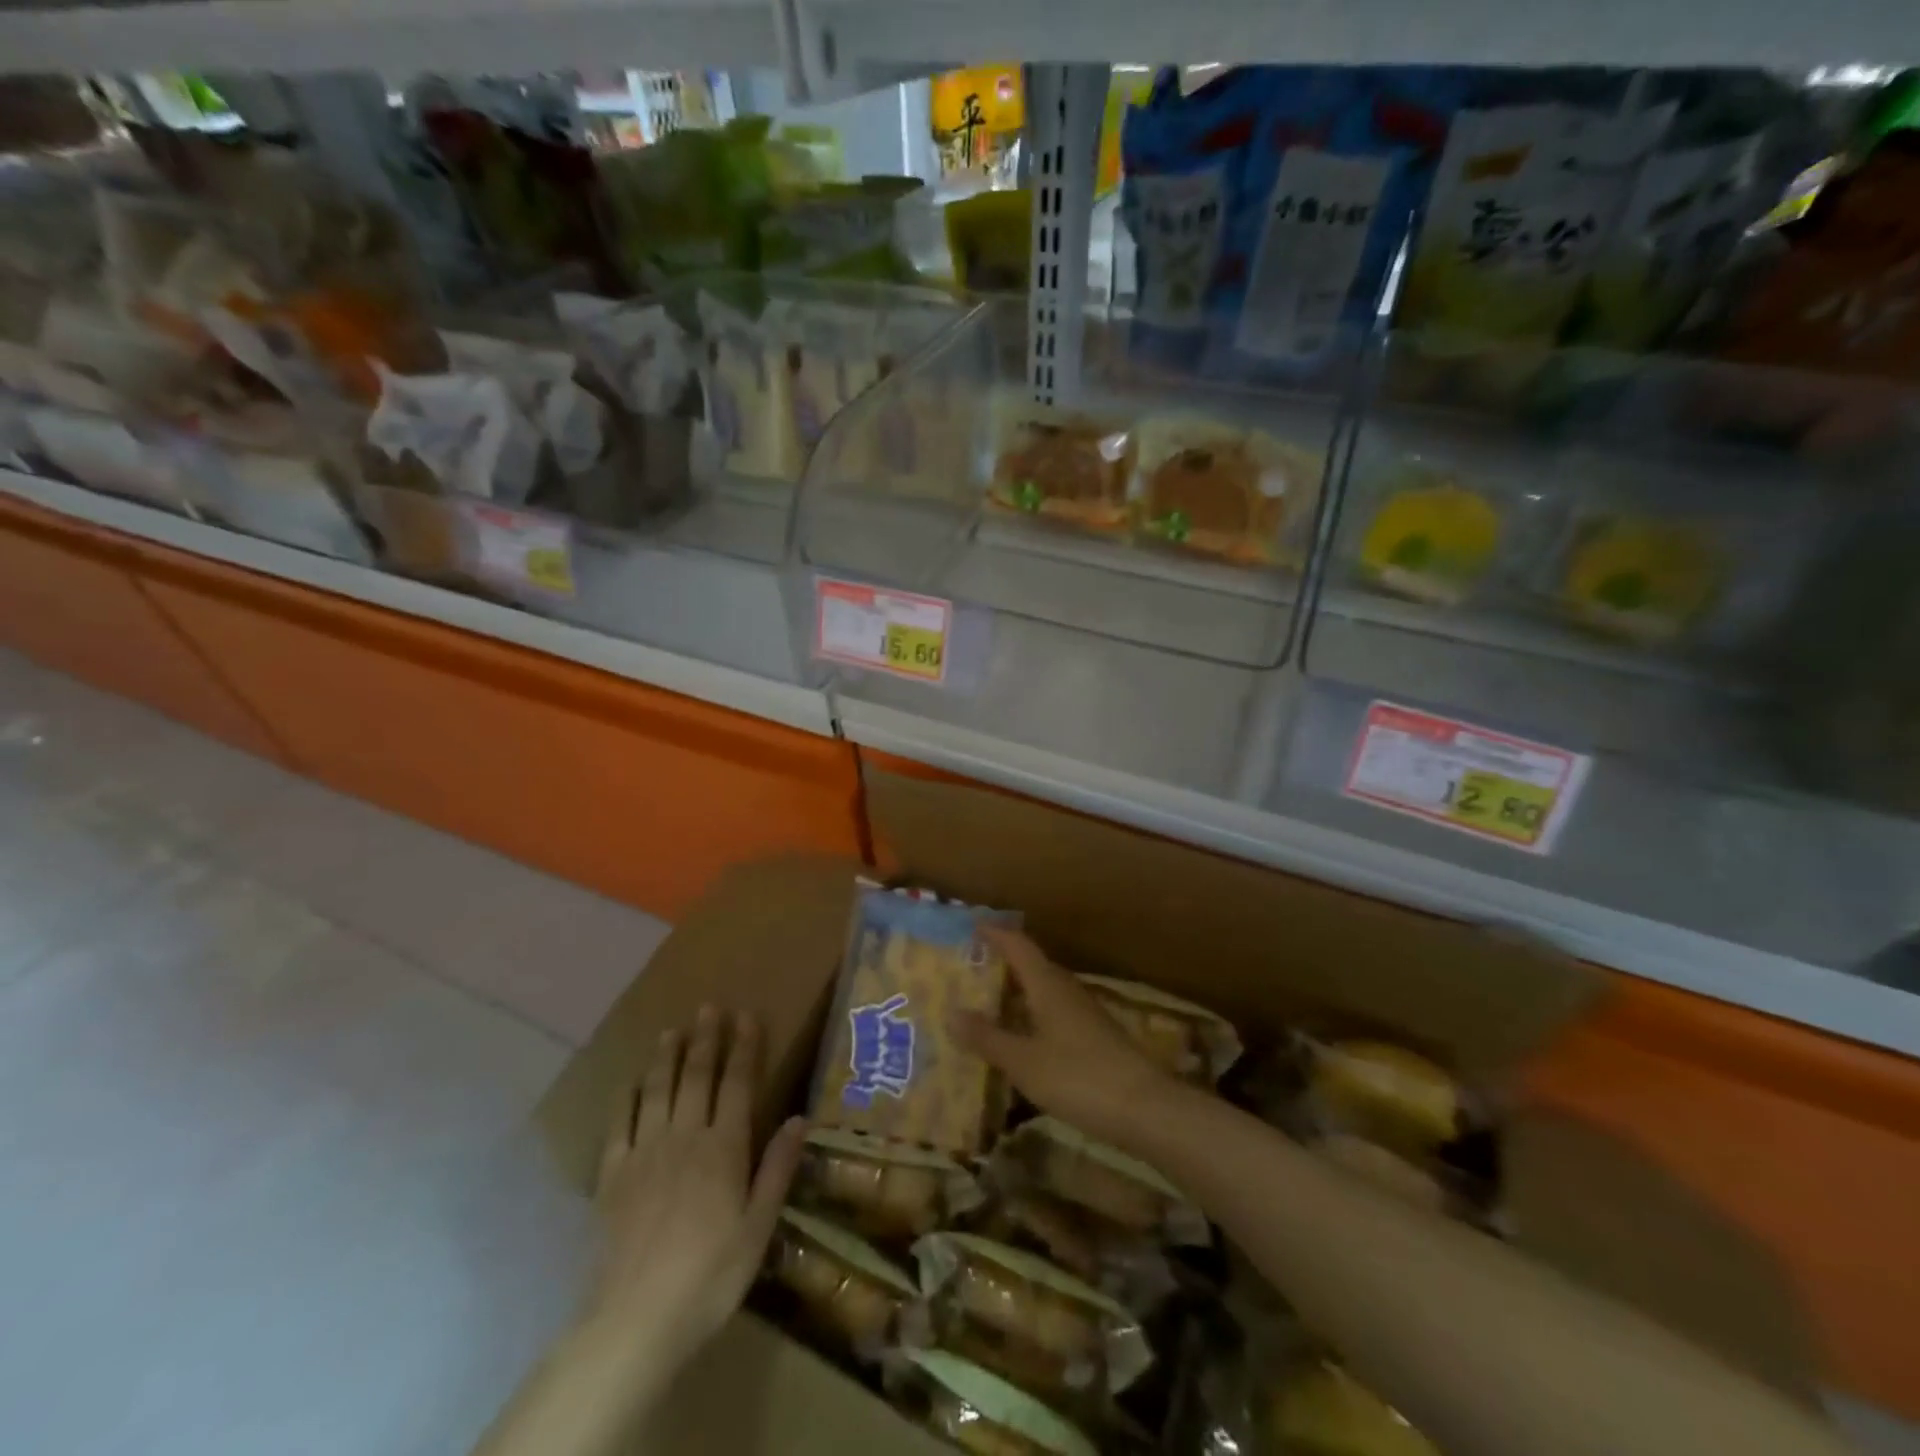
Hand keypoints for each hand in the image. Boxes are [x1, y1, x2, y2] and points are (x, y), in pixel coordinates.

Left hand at [589, 1004, 806, 1362]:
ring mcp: (645, 1153)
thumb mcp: (759, 1228)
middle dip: (706, 1039)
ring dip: (666, 1057)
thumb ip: (777, 1170)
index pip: (738, 1084)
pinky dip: (626, 1098)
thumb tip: (800, 1119)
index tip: (747, 1015)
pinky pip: (619, 1125)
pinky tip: (631, 1083)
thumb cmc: (710, 1275)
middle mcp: (685, 1137)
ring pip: (657, 1091)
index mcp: (724, 1148)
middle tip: (709, 1007)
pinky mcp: (613, 1176)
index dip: (744, 1047)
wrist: (636, 1320)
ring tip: (671, 1030)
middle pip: (696, 1077)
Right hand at [950, 927, 1178, 1151]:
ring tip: (986, 1005)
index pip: (1019, 946)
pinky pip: (1053, 1017)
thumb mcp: (1024, 1061)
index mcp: (1048, 985)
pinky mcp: (1094, 1039)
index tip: (973, 925)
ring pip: (1043, 994)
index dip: (997, 934)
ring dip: (1016, 995)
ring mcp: (1084, 1015)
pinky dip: (1031, 1020)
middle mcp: (1066, 991)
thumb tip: (950, 1011)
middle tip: (969, 970)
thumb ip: (987, 1038)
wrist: (1145, 1109)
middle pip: (1032, 967)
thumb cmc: (1078, 1077)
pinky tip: (1019, 1041)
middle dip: (1002, 966)